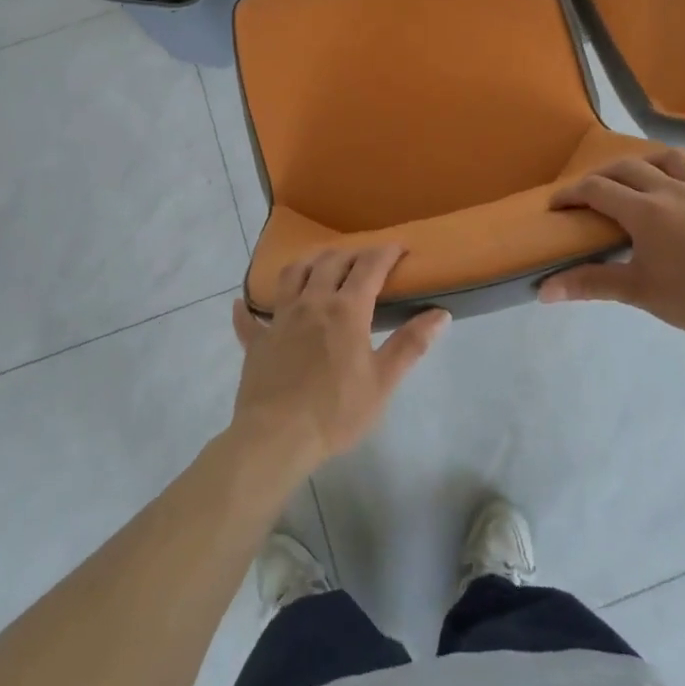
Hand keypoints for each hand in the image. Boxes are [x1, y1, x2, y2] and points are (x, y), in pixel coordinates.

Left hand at [229, 245, 449, 473]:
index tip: (399, 247)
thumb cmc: (337, 411)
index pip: (369, 267)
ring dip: (309, 263)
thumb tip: (441, 313)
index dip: (386, 252)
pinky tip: (243, 304)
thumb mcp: (383, 381)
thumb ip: (411, 344)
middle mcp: (311, 303)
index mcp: (346, 310)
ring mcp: (280, 319)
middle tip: (364, 257)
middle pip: (330, 262)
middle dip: (351, 253)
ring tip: (319, 264)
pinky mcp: (257, 341)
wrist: (277, 437)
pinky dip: (248, 309)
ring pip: (292, 275)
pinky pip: (249, 318)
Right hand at [538, 151, 684, 346]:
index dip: (571, 194)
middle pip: (628, 168)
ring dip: (649, 162)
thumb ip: (591, 284)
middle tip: (588, 194)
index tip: (555, 206)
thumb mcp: (639, 292)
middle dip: (602, 176)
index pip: (597, 190)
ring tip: (639, 176)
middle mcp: (672, 190)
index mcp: (646, 210)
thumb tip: (544, 290)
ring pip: (673, 158)